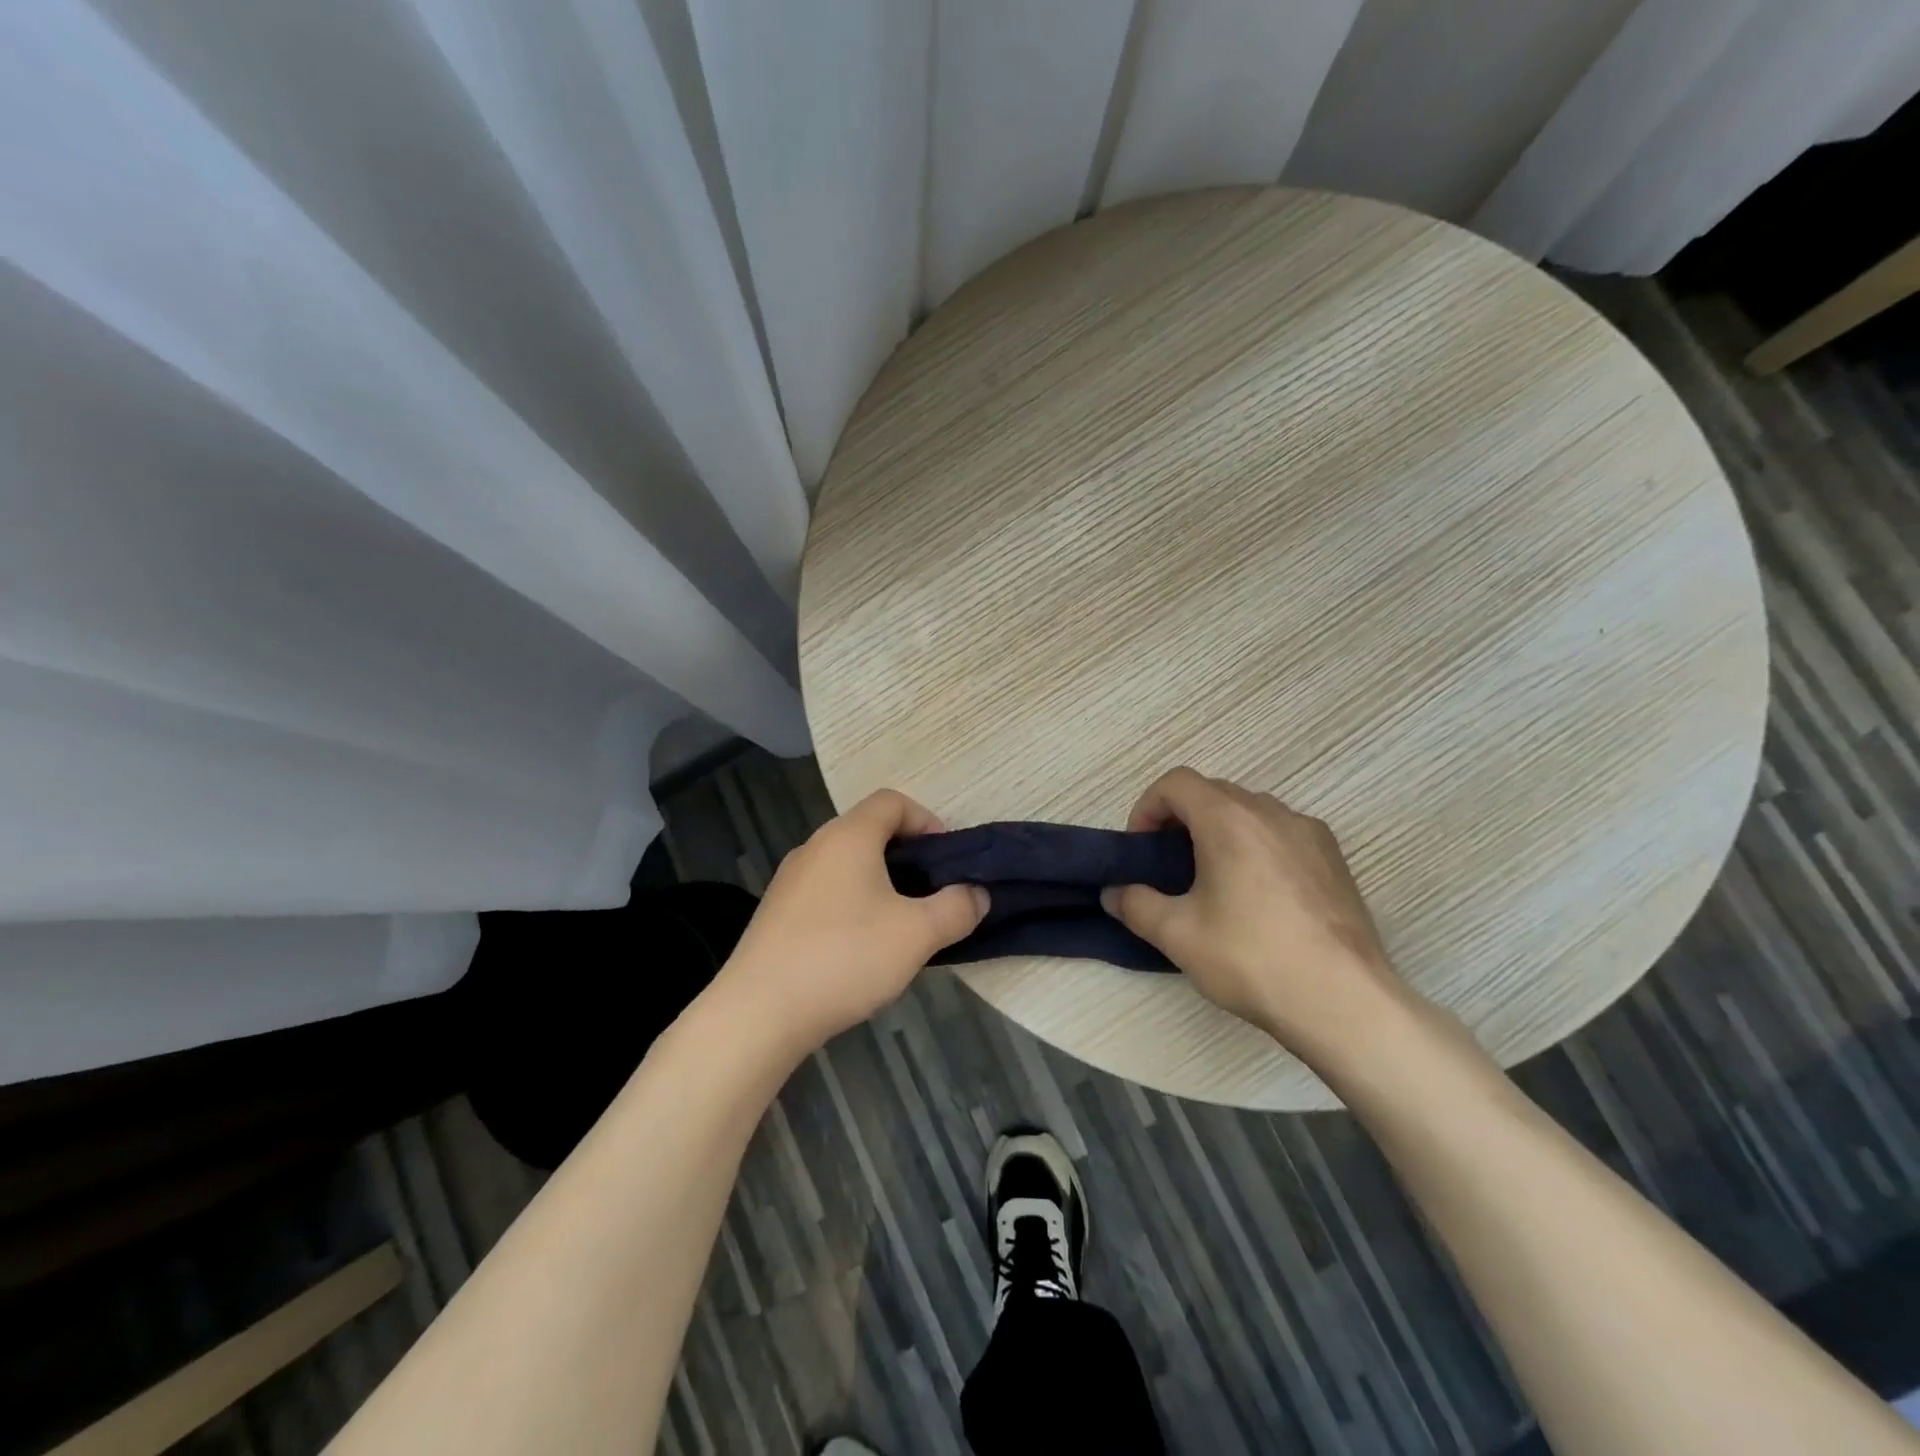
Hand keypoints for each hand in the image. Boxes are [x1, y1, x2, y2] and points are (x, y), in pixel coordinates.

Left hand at [717, 789, 987, 1053]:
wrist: (758, 1012)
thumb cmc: (845, 957)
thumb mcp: (917, 934)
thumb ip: (956, 908)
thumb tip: (978, 894)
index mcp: (848, 836)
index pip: (892, 801)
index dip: (927, 820)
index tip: (947, 860)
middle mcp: (815, 847)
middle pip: (869, 831)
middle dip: (908, 857)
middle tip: (932, 894)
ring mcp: (790, 880)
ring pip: (847, 864)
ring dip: (880, 883)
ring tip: (902, 924)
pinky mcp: (776, 913)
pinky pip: (826, 891)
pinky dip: (852, 904)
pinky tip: (861, 948)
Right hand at [1101, 768, 1403, 1063]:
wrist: (1344, 1001)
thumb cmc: (1251, 958)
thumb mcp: (1177, 935)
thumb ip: (1135, 905)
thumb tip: (1112, 894)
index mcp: (1229, 819)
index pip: (1176, 782)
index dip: (1148, 807)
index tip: (1141, 848)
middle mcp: (1271, 812)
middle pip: (1213, 792)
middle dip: (1181, 819)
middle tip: (1168, 866)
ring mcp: (1310, 833)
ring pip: (1250, 811)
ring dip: (1220, 830)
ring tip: (1212, 880)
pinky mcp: (1335, 859)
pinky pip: (1282, 833)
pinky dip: (1257, 846)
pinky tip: (1257, 896)